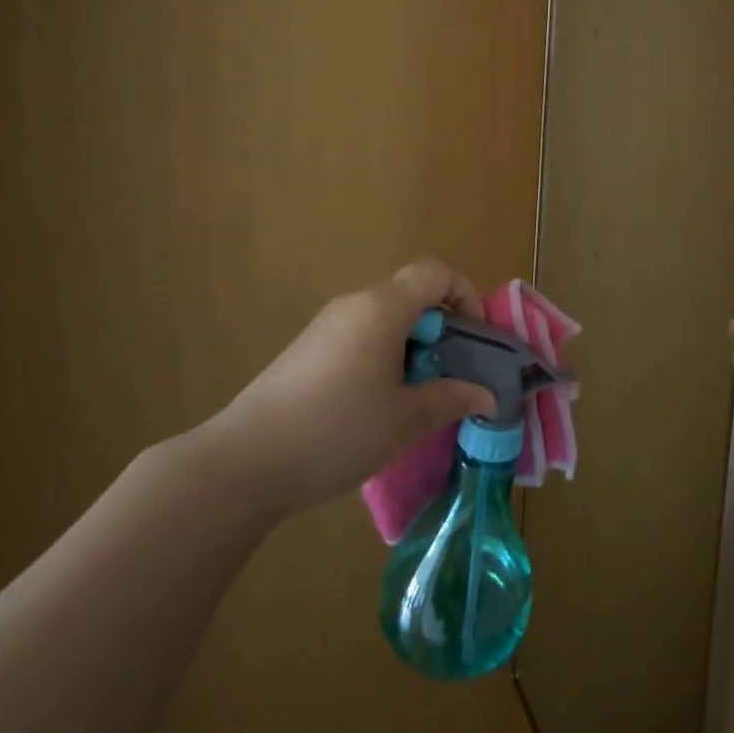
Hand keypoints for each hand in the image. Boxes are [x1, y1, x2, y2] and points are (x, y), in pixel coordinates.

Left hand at [217, 258, 494, 515]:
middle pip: (410, 295)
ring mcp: (326, 325)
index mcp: (383, 307)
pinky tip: (374, 405)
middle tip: (449, 377)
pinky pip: (359, 337)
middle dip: (439, 329)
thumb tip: (487, 395)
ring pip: (384, 319)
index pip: (435, 271)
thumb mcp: (405, 419)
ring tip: (414, 397)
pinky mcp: (306, 349)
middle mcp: (354, 304)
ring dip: (411, 347)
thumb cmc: (338, 430)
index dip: (464, 294)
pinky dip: (381, 357)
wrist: (246, 461)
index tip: (472, 339)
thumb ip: (451, 398)